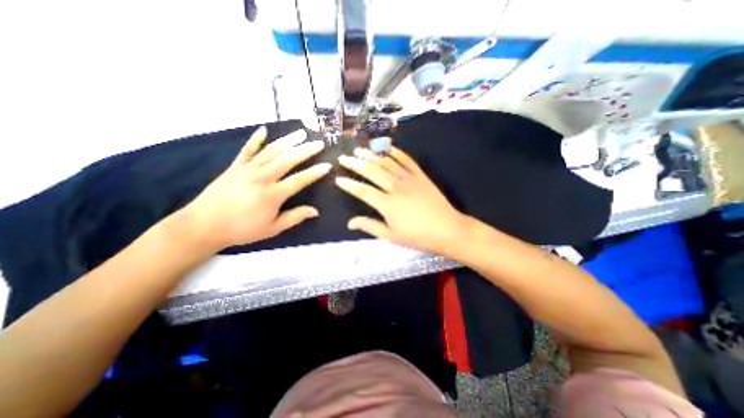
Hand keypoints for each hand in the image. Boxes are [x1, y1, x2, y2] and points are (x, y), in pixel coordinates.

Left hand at [180, 127, 330, 248]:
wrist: (204, 225)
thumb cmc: (242, 229)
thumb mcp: (272, 228)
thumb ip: (295, 217)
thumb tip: (315, 211)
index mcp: (273, 194)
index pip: (300, 180)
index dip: (315, 172)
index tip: (327, 165)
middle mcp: (262, 177)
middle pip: (288, 159)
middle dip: (306, 150)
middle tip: (318, 143)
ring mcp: (247, 169)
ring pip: (271, 150)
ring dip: (288, 140)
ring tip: (301, 133)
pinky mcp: (235, 166)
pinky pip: (247, 150)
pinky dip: (256, 139)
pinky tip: (264, 129)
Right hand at [335, 144, 468, 255]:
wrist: (448, 229)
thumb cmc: (418, 236)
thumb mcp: (392, 236)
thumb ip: (370, 226)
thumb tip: (350, 223)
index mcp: (387, 204)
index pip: (362, 190)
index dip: (348, 184)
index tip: (338, 179)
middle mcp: (395, 187)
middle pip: (371, 171)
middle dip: (355, 163)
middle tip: (344, 158)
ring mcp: (409, 178)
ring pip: (386, 162)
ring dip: (371, 154)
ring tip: (359, 149)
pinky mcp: (420, 175)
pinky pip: (406, 159)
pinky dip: (395, 152)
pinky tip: (386, 148)